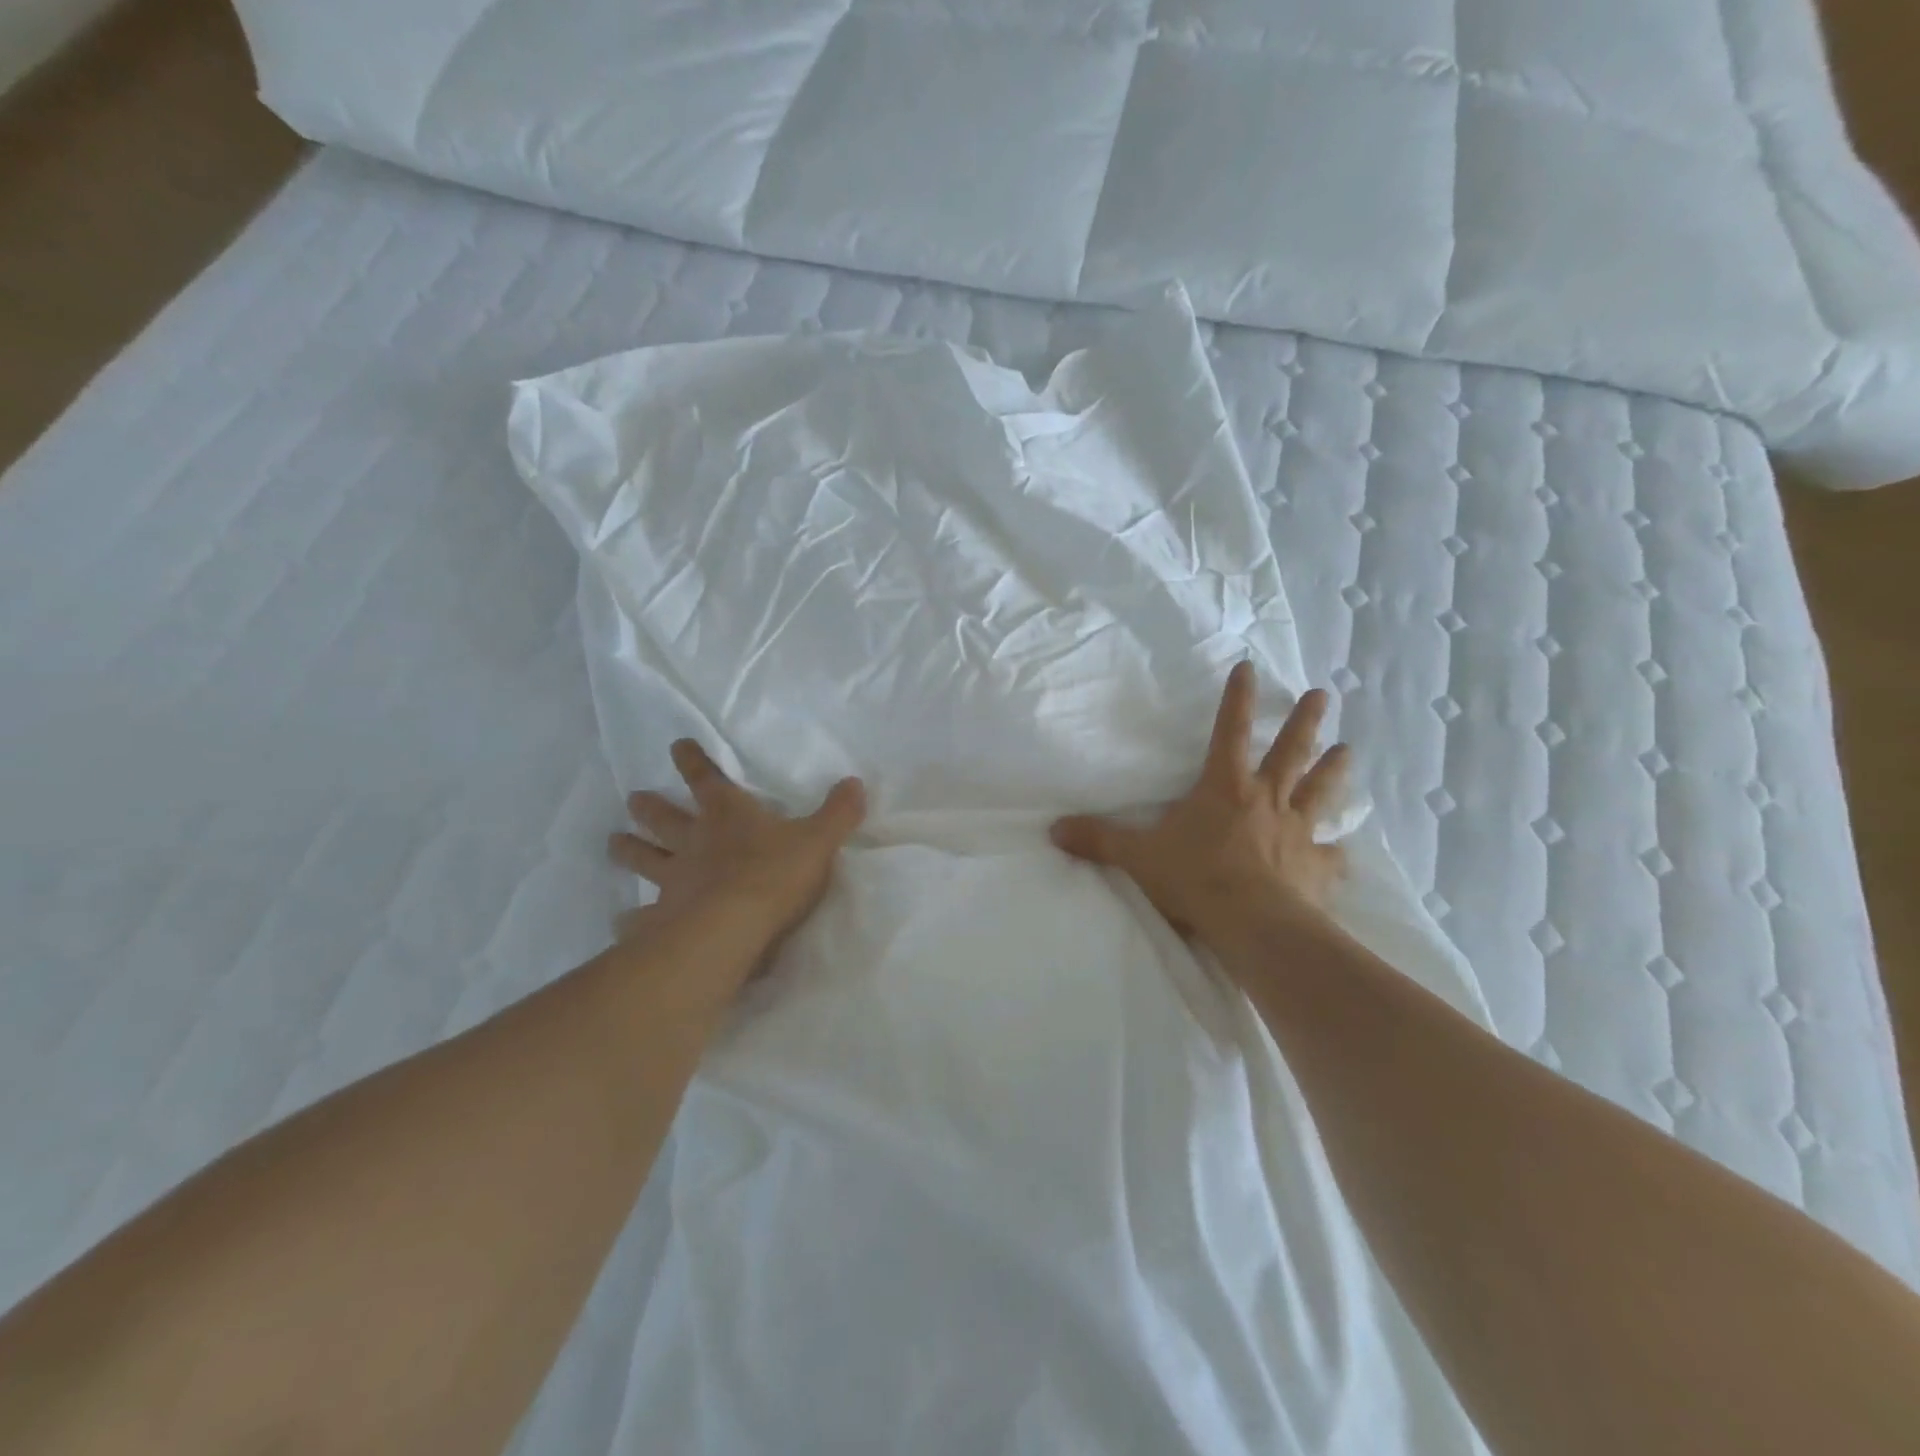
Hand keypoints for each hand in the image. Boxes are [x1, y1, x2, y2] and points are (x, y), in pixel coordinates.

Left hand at [608, 739, 865, 954]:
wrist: (732, 929)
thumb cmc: (775, 875)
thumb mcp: (818, 840)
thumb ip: (838, 812)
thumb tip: (855, 782)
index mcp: (728, 816)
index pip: (706, 780)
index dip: (692, 762)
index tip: (677, 746)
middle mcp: (694, 843)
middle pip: (665, 820)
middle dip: (650, 808)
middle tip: (633, 799)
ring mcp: (673, 881)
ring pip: (645, 860)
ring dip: (629, 851)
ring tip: (613, 843)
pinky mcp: (662, 919)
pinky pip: (640, 919)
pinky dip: (629, 920)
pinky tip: (620, 922)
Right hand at [1051, 663, 1349, 956]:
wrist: (1251, 922)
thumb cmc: (1194, 878)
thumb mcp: (1137, 856)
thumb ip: (1098, 840)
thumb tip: (1053, 829)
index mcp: (1224, 788)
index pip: (1230, 731)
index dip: (1238, 699)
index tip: (1249, 667)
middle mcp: (1266, 800)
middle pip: (1290, 752)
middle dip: (1305, 722)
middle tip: (1324, 695)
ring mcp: (1297, 832)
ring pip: (1320, 791)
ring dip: (1334, 770)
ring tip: (1349, 749)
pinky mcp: (1316, 867)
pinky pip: (1331, 855)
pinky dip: (1336, 851)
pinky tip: (1342, 851)